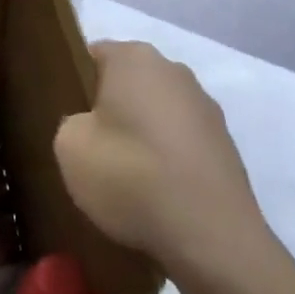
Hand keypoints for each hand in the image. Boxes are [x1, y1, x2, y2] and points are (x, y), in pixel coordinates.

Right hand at [54, 41, 267, 278]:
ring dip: (143, 136)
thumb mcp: (69, 148)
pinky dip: (169, 161)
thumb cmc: (131, 176)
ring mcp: (205, 106)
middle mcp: (173, 69)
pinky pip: (182, 143)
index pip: (92, 55)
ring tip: (127, 180)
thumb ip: (71, 123)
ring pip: (157, 113)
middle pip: (128, 83)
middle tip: (92, 149)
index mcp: (133, 57)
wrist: (212, 237)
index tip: (68, 118)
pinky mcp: (226, 145)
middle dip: (111, 109)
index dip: (75, 84)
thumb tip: (90, 126)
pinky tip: (158, 195)